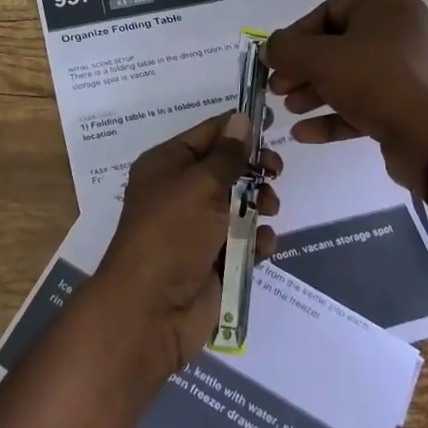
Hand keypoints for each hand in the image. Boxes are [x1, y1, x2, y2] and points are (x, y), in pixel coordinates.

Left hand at [94, 112, 279, 374]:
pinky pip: (242, 241)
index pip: (207, 134)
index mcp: (166, 164)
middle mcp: (179, 192)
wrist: (152, 308)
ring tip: (269, 209)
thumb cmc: (172, 232)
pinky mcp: (213, 260)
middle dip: (253, 169)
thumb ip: (227, 154)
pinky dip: (256, 240)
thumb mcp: (200, 184)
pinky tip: (263, 244)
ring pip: (238, 204)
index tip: (272, 121)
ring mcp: (196, 228)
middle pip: (226, 168)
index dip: (237, 128)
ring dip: (259, 203)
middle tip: (276, 171)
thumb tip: (241, 119)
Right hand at [265, 0, 427, 193]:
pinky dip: (336, 113)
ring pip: (351, 75)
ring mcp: (412, 67)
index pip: (328, 13)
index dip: (294, 38)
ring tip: (288, 109)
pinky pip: (368, 101)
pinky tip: (304, 133)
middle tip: (277, 88)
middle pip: (338, 46)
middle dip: (303, 70)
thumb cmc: (374, 81)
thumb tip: (269, 49)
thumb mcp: (319, 58)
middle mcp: (405, 28)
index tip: (273, 61)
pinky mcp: (412, 102)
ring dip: (315, 92)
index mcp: (389, 4)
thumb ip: (285, 48)